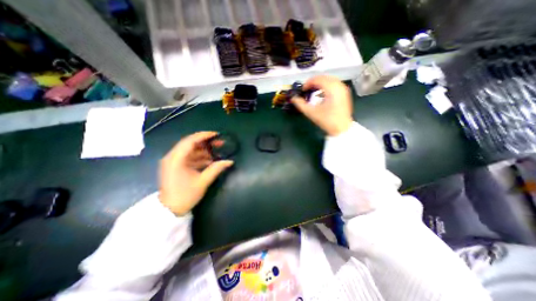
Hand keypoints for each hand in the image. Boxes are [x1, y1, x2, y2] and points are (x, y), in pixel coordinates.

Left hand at [159, 133, 234, 214]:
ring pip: (190, 151)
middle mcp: (172, 157)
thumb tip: (230, 161)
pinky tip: (210, 160)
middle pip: (190, 144)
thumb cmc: (185, 195)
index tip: (217, 134)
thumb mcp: (203, 181)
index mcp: (176, 159)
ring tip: (217, 152)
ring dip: (204, 151)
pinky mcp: (176, 166)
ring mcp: (173, 162)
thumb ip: (216, 169)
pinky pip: (189, 157)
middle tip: (220, 143)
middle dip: (206, 142)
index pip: (190, 141)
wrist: (169, 211)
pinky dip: (200, 157)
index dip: (204, 135)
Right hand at [291, 75, 354, 136]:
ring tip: (313, 90)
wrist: (342, 128)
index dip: (308, 83)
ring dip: (320, 83)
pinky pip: (334, 83)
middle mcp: (339, 86)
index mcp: (331, 89)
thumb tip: (293, 98)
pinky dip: (326, 85)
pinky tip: (322, 92)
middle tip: (307, 89)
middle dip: (314, 82)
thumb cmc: (327, 121)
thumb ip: (300, 104)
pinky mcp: (345, 92)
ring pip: (329, 79)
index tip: (303, 90)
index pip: (318, 79)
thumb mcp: (311, 113)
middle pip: (324, 77)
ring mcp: (343, 88)